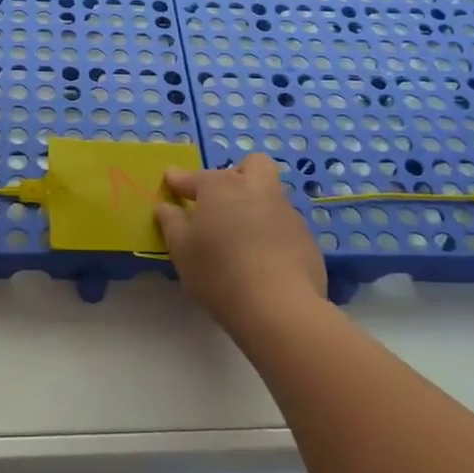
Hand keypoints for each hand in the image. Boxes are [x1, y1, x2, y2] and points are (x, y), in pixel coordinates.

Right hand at [154, 153, 326, 334]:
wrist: (279, 307)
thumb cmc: (219, 273)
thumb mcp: (181, 250)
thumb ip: (171, 223)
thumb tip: (166, 207)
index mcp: (221, 188)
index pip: (195, 177)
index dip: (180, 180)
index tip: (171, 181)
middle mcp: (256, 190)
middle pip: (253, 165)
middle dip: (237, 173)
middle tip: (222, 199)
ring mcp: (286, 213)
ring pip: (270, 196)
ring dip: (255, 206)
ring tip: (240, 237)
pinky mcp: (307, 239)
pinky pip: (284, 226)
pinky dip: (271, 235)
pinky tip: (263, 261)